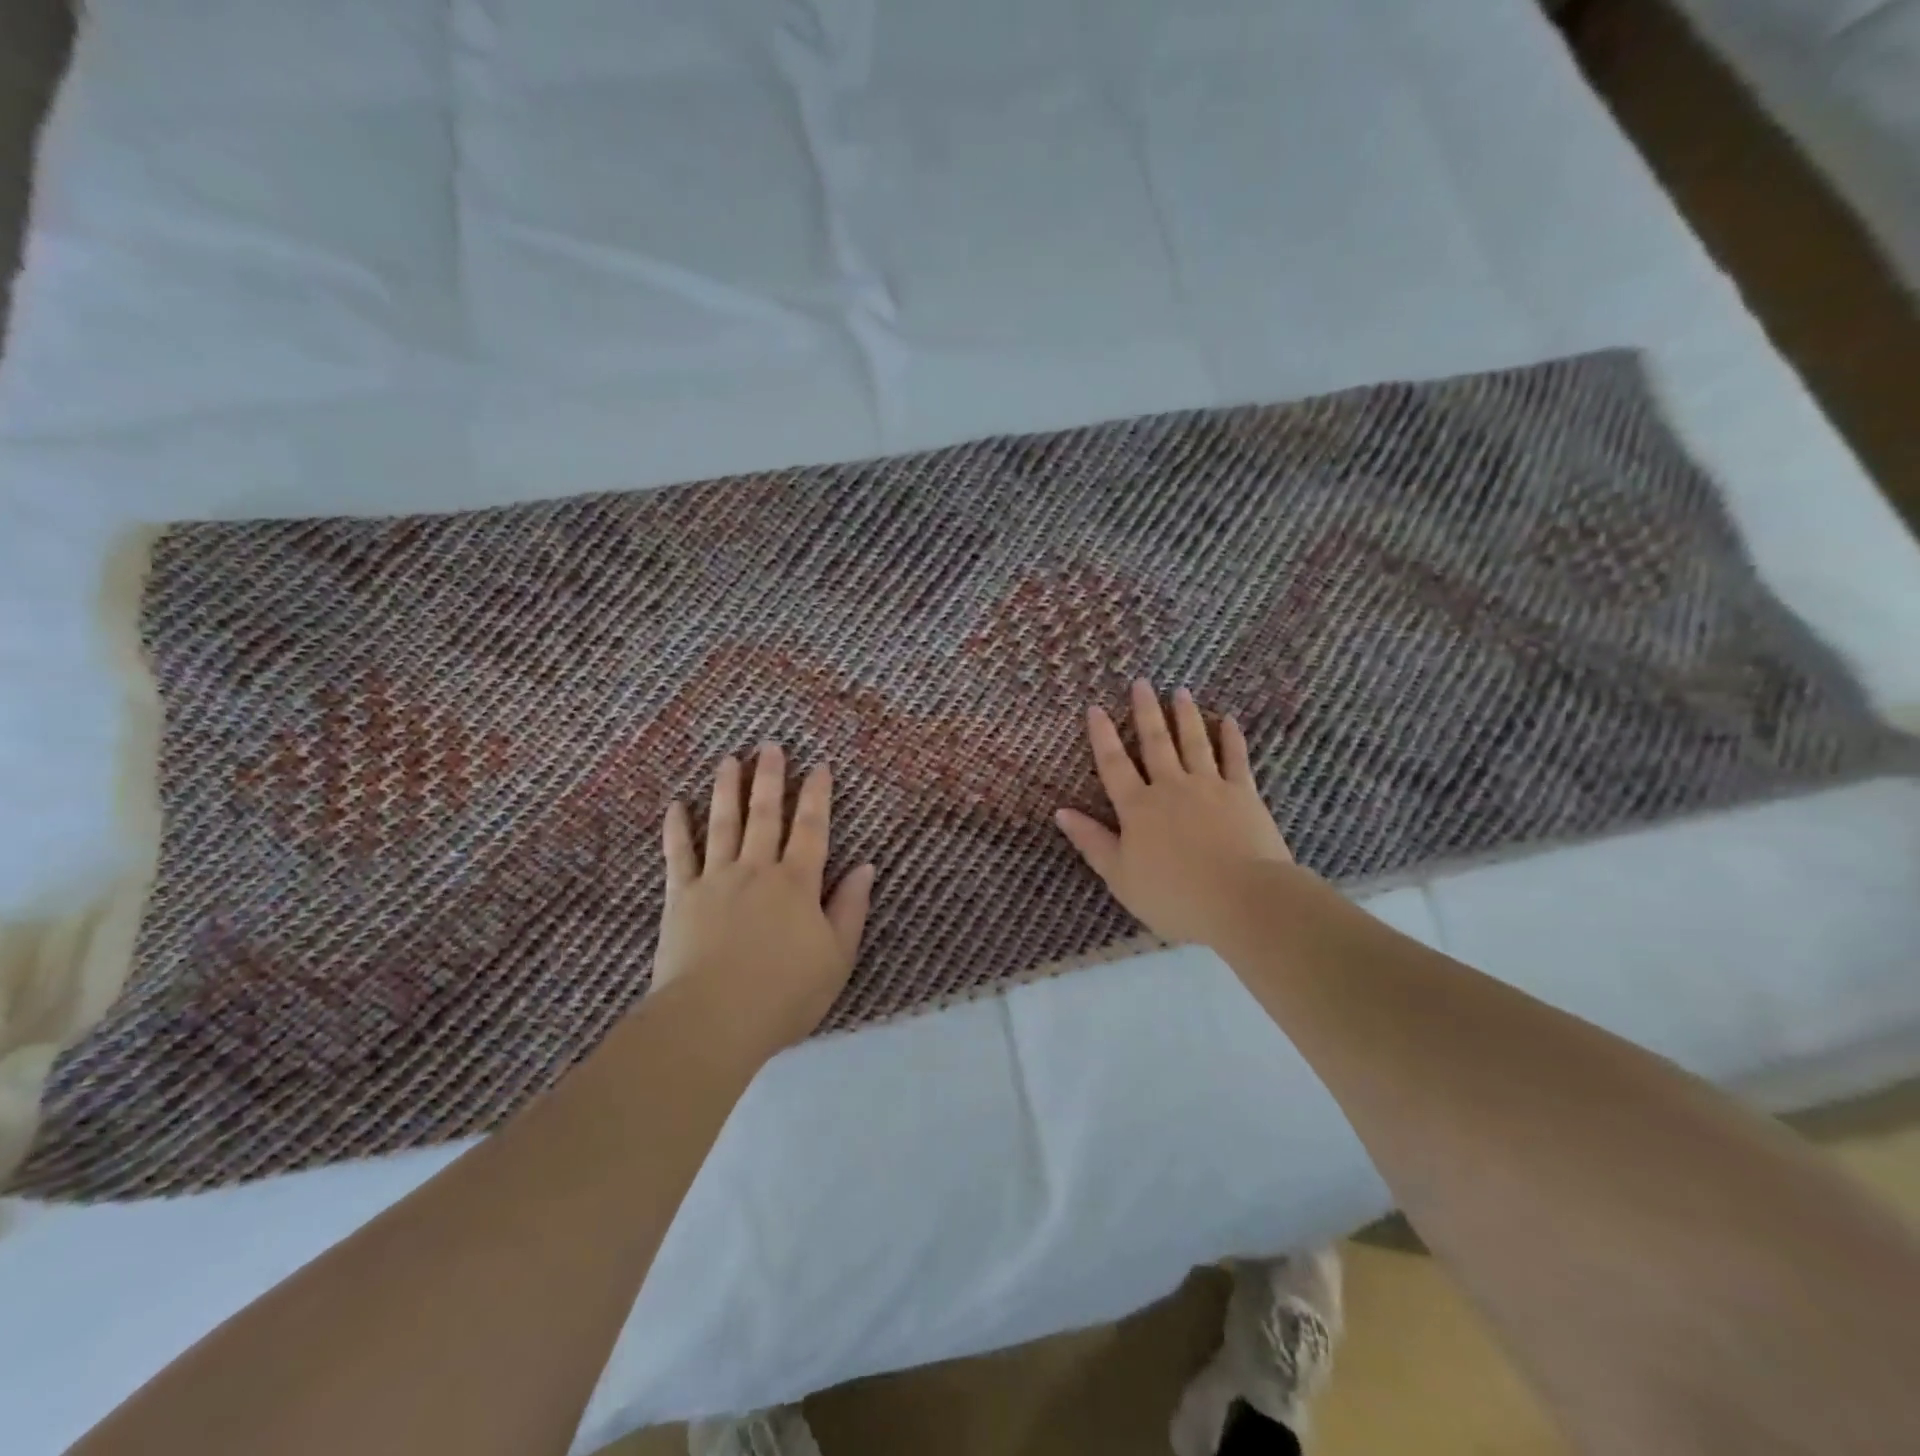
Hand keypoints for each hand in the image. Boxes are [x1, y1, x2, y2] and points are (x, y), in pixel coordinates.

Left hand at [654, 746, 875, 1052]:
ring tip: (730, 760)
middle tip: (770, 746)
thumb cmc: (784, 994)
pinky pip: (678, 855)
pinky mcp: (681, 897)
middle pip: (765, 815)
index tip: (820, 766)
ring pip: (723, 824)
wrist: (713, 1020)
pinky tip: (676, 805)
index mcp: (797, 883)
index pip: (812, 828)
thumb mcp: (837, 957)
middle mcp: (757, 870)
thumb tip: (866, 867)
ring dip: (727, 789)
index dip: (817, 795)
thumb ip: (850, 908)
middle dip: (770, 778)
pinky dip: (677, 829)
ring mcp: (715, 880)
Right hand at [1056, 680, 1294, 947]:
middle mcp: (1171, 787)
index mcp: (1138, 808)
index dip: (1102, 736)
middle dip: (1145, 712)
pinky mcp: (1244, 794)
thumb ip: (1091, 841)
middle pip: (1155, 743)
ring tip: (1179, 691)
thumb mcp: (1120, 876)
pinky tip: (1228, 721)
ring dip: (1185, 715)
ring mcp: (1209, 787)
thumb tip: (1060, 812)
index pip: (1114, 764)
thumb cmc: (1174, 896)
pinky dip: (1232, 739)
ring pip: (1194, 742)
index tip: (1095, 708)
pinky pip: (1236, 759)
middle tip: (1140, 683)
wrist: (1242, 900)